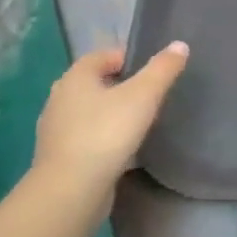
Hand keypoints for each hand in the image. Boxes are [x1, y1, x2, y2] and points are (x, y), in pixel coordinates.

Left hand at [32, 42, 188, 212]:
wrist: (71, 191)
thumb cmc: (107, 132)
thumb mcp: (144, 95)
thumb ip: (163, 68)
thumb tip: (179, 45)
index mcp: (75, 78)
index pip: (103, 55)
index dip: (129, 57)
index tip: (154, 71)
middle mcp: (59, 99)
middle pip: (96, 83)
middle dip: (122, 85)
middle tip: (151, 94)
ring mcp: (56, 130)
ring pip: (91, 111)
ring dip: (113, 112)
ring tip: (141, 121)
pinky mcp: (60, 157)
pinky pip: (87, 135)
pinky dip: (105, 135)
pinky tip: (124, 147)